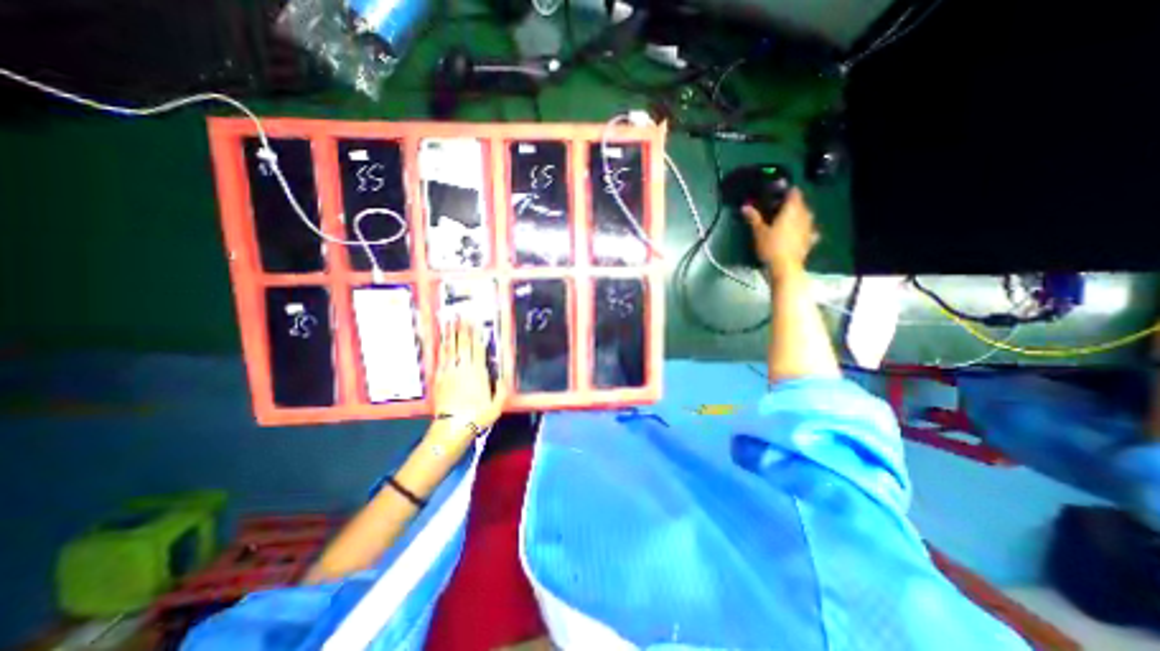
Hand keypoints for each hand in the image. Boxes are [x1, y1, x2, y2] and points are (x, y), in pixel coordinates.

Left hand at [435, 318, 507, 430]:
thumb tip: (504, 374)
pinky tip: (442, 340)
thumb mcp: (497, 404)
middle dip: (462, 328)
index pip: (477, 348)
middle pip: (463, 344)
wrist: (453, 427)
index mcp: (479, 372)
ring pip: (450, 348)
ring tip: (449, 321)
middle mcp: (463, 368)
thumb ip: (502, 388)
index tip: (474, 322)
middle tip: (460, 314)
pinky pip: (441, 358)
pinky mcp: (439, 378)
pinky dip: (441, 347)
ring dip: (450, 333)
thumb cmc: (478, 415)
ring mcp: (450, 371)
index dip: (475, 334)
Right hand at [742, 188, 812, 278]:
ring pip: (805, 216)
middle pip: (800, 203)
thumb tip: (745, 206)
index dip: (785, 191)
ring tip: (784, 221)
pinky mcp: (810, 240)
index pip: (793, 192)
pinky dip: (801, 229)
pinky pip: (807, 229)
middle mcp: (804, 215)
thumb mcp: (759, 232)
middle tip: (775, 208)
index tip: (775, 194)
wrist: (785, 268)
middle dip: (789, 204)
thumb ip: (753, 218)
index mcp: (792, 210)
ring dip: (796, 216)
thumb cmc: (771, 247)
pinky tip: (795, 233)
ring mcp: (809, 228)